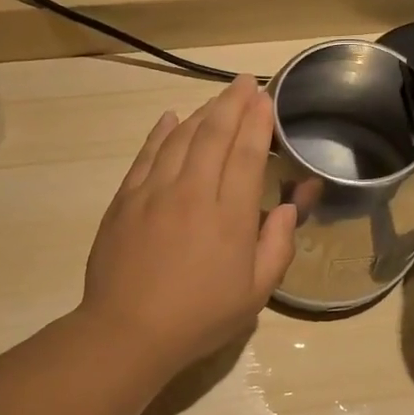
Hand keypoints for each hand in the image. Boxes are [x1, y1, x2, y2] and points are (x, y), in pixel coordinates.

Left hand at [80, 75, 297, 378]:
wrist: (127, 331)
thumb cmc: (199, 317)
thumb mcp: (254, 294)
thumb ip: (276, 247)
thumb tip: (288, 208)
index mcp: (229, 216)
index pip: (247, 154)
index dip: (258, 122)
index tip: (265, 99)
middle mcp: (192, 192)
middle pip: (214, 135)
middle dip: (233, 103)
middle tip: (245, 83)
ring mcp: (154, 192)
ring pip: (180, 138)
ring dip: (202, 113)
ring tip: (217, 98)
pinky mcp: (125, 200)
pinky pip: (146, 155)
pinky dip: (160, 133)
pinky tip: (170, 119)